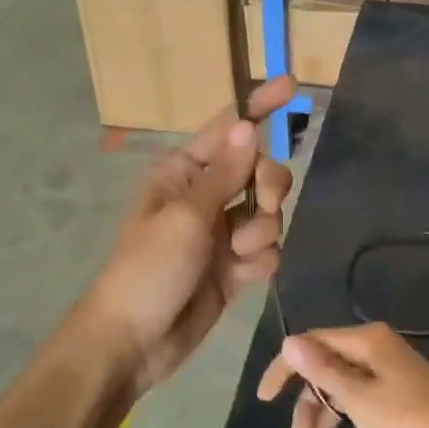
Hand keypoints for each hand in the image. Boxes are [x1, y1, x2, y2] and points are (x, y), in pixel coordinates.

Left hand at [78, 75, 297, 393]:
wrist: (135, 342)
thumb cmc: (149, 268)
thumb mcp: (186, 216)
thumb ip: (224, 173)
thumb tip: (247, 124)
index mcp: (184, 172)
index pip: (228, 128)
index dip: (260, 106)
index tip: (293, 85)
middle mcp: (206, 194)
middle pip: (261, 170)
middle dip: (268, 187)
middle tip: (260, 205)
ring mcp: (222, 231)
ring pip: (270, 212)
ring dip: (260, 233)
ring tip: (235, 256)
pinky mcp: (235, 265)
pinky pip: (268, 250)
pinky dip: (259, 262)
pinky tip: (239, 278)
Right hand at [257, 323, 428, 427]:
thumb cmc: (410, 420)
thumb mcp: (359, 399)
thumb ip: (322, 370)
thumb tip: (289, 340)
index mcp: (365, 340)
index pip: (311, 342)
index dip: (284, 367)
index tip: (264, 398)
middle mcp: (375, 346)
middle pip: (326, 364)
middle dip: (306, 399)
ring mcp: (388, 368)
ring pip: (342, 383)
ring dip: (322, 412)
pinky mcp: (399, 389)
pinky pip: (359, 394)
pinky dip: (343, 414)